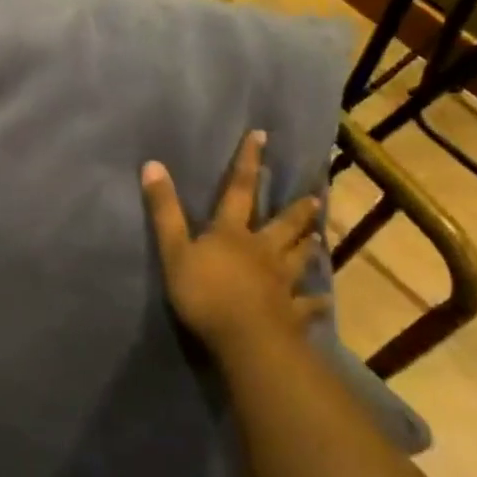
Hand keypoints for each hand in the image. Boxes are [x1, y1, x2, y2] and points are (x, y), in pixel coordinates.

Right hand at [141, 130, 321, 352]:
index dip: (248, 163)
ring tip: (318, 237)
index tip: (261, 136)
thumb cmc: (205, 293)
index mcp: (232, 233)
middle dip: (295, 210)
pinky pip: (306, 304)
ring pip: (298, 258)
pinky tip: (324, 300)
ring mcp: (281, 282)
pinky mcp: (291, 312)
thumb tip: (152, 164)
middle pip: (281, 225)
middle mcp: (262, 251)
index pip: (239, 190)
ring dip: (308, 246)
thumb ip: (164, 211)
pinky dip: (315, 301)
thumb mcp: (174, 250)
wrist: (246, 340)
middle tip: (314, 197)